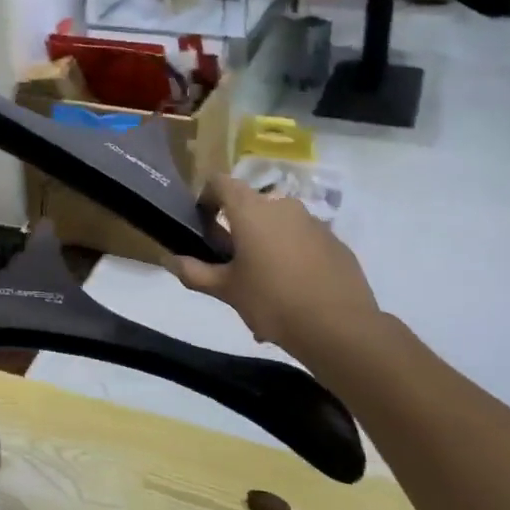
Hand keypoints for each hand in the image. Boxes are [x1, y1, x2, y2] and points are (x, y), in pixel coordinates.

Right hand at [165, 177, 378, 357]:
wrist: (340, 327)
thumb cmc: (273, 301)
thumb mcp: (227, 290)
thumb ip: (195, 272)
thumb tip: (169, 260)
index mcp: (251, 210)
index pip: (220, 182)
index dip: (207, 197)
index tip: (203, 223)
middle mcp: (283, 206)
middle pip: (251, 205)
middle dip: (238, 228)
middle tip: (231, 264)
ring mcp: (314, 223)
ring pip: (279, 225)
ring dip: (266, 245)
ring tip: (263, 286)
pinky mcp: (336, 243)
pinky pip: (304, 242)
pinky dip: (293, 257)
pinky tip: (293, 292)